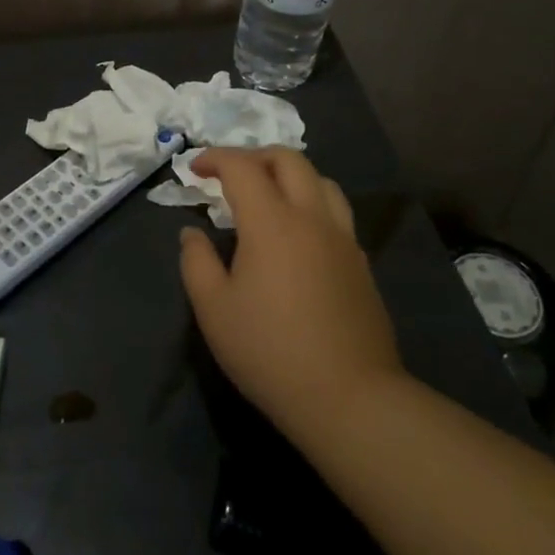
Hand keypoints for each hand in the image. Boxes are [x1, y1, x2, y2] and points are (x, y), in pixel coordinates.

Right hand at [178, 147, 403, 448]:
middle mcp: (312, 217)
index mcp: (272, 222)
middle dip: (254, 156)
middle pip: (288, 160)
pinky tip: (299, 234)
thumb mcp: (214, 310)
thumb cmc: (270, 352)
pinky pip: (336, 212)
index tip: (194, 169)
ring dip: (289, 175)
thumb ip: (197, 262)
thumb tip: (193, 233)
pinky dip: (312, 203)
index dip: (215, 158)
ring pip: (321, 181)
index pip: (242, 167)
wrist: (350, 398)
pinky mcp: (361, 263)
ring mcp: (343, 239)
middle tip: (230, 175)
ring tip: (269, 195)